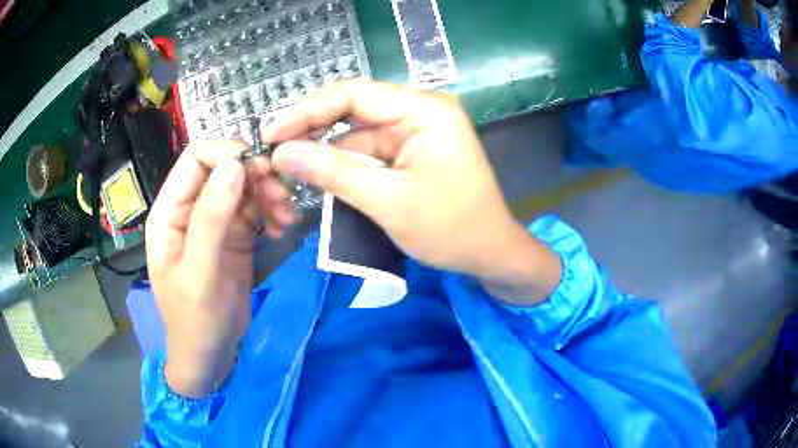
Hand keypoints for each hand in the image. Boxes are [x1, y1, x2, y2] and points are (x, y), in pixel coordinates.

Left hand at [145, 141, 293, 397]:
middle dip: (256, 174)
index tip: (261, 171)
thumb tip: (234, 166)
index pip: (196, 157)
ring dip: (269, 193)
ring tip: (286, 218)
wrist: (210, 353)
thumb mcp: (199, 274)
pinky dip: (273, 211)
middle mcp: (191, 207)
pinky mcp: (234, 233)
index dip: (228, 153)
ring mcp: (214, 219)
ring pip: (245, 184)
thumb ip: (211, 219)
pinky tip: (282, 229)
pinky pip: (257, 207)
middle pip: (225, 166)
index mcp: (170, 211)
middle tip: (283, 197)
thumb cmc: (195, 320)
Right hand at [266, 80, 560, 303]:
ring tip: (284, 164)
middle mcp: (419, 111)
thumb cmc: (451, 229)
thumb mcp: (388, 200)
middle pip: (353, 110)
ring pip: (356, 133)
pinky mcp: (409, 154)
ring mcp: (414, 133)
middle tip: (272, 148)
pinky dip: (341, 164)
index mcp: (424, 110)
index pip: (355, 94)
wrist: (490, 255)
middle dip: (312, 128)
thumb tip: (281, 152)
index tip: (271, 131)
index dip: (308, 110)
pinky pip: (367, 152)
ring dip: (323, 150)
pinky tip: (315, 173)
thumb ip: (333, 172)